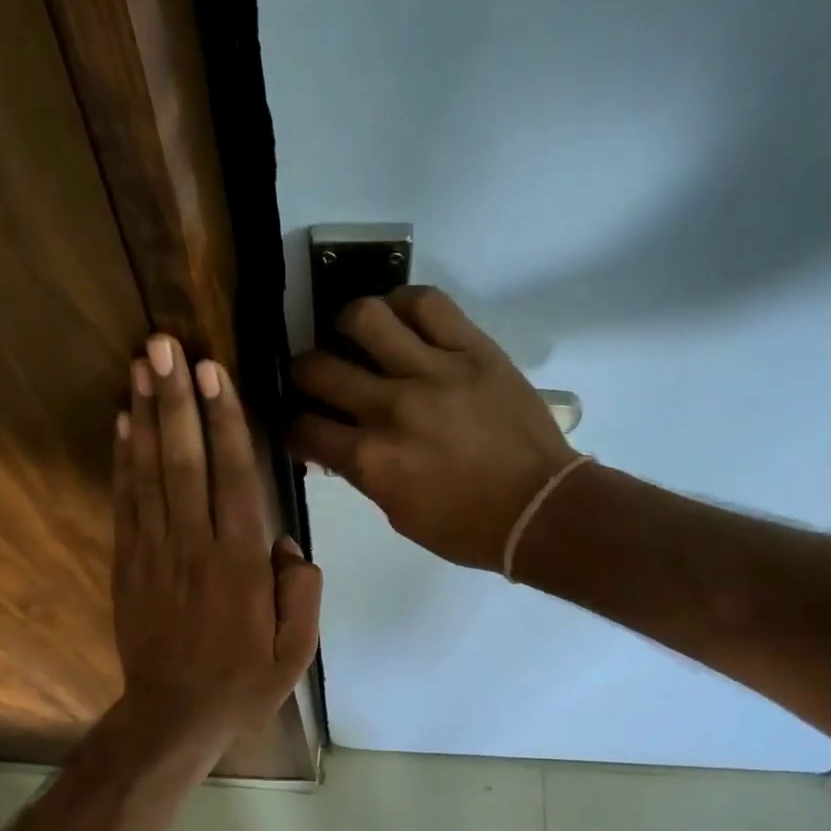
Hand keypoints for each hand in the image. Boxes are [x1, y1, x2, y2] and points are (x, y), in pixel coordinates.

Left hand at [112, 334, 322, 757]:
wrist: (174, 716)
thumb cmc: (242, 684)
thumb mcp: (297, 652)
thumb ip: (302, 593)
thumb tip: (289, 547)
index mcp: (241, 565)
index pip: (234, 478)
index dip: (224, 421)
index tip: (214, 372)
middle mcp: (195, 547)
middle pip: (185, 461)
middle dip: (177, 399)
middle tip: (165, 345)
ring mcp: (155, 553)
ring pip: (150, 473)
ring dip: (147, 416)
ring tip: (141, 365)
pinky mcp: (129, 564)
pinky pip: (126, 503)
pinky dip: (123, 461)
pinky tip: (123, 424)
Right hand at [287, 287, 578, 570]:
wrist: (540, 509)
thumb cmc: (465, 527)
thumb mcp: (398, 515)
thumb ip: (363, 474)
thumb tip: (338, 442)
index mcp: (371, 461)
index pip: (303, 427)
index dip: (289, 423)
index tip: (296, 420)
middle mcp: (391, 409)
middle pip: (318, 368)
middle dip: (302, 373)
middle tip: (314, 376)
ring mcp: (433, 372)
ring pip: (364, 317)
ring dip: (344, 325)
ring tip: (352, 337)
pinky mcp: (473, 349)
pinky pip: (426, 303)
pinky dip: (401, 304)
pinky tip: (397, 319)